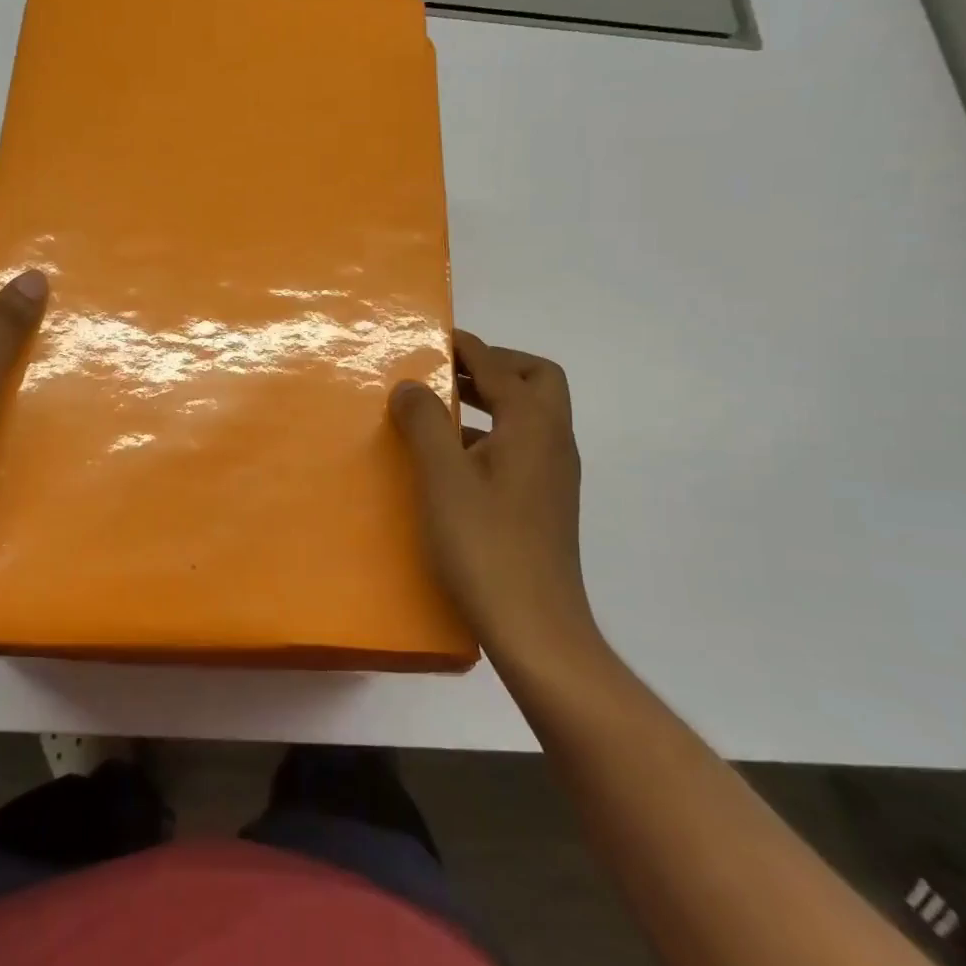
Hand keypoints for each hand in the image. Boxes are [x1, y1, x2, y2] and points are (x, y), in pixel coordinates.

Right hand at [388, 330, 602, 671]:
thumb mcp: (443, 477)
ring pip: (529, 414)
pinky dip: (490, 433)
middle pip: (535, 380)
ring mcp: (553, 474)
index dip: (465, 347)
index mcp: (533, 426)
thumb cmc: (485, 545)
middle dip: (492, 366)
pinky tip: (452, 459)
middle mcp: (553, 441)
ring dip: (490, 400)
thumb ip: (425, 422)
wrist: (536, 629)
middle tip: (445, 373)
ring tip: (439, 410)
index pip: (500, 366)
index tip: (432, 337)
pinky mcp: (544, 502)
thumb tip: (411, 385)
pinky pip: (520, 445)